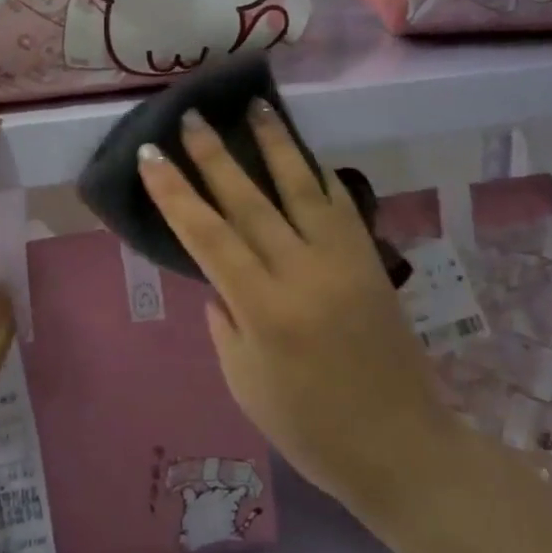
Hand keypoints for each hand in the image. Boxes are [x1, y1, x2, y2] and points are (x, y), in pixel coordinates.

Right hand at [137, 100, 456, 526]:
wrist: (401, 446)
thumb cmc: (310, 428)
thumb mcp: (244, 383)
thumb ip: (225, 321)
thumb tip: (219, 278)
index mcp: (264, 310)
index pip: (208, 236)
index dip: (174, 194)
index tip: (150, 156)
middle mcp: (303, 272)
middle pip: (250, 201)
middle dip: (214, 156)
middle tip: (191, 116)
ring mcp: (343, 260)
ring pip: (301, 188)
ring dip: (275, 143)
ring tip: (255, 106)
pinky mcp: (369, 260)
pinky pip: (340, 205)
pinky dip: (318, 174)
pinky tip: (303, 153)